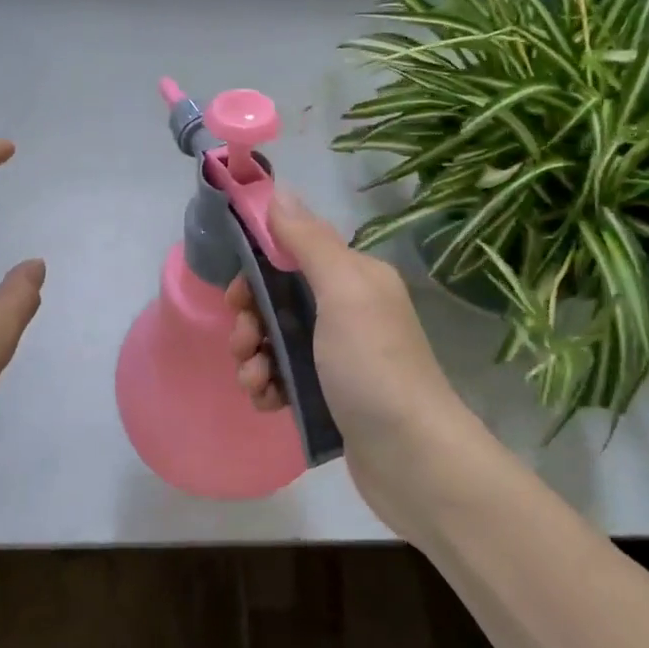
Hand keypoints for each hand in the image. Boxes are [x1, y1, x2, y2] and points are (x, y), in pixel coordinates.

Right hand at [226, 191, 477, 536]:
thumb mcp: (342, 292)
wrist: (412, 459)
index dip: (258, 270)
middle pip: (280, 300)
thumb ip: (308, 241)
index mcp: (355, 278)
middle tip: (244, 343)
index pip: (293, 254)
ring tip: (255, 381)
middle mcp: (349, 311)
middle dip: (252, 320)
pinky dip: (269, 386)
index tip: (236, 296)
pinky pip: (286, 378)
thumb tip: (280, 189)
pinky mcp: (332, 396)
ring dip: (254, 357)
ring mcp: (341, 357)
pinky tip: (268, 402)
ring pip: (278, 342)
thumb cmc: (373, 366)